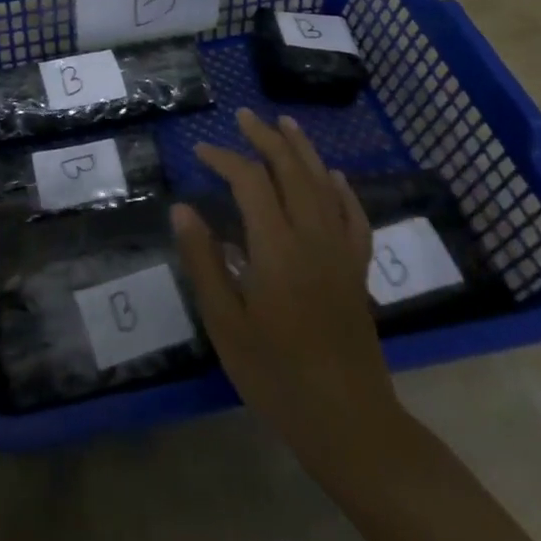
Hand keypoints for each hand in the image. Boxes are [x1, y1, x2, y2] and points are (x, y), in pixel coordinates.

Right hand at [171, 109, 404, 486]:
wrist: (350, 424)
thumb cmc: (277, 375)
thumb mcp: (226, 323)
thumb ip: (204, 261)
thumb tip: (183, 209)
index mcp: (277, 248)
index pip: (250, 182)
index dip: (224, 158)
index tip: (199, 150)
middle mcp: (313, 238)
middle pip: (292, 171)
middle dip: (266, 138)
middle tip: (244, 116)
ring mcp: (341, 253)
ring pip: (324, 185)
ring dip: (303, 150)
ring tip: (285, 123)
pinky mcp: (357, 271)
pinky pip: (354, 217)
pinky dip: (343, 190)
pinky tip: (335, 176)